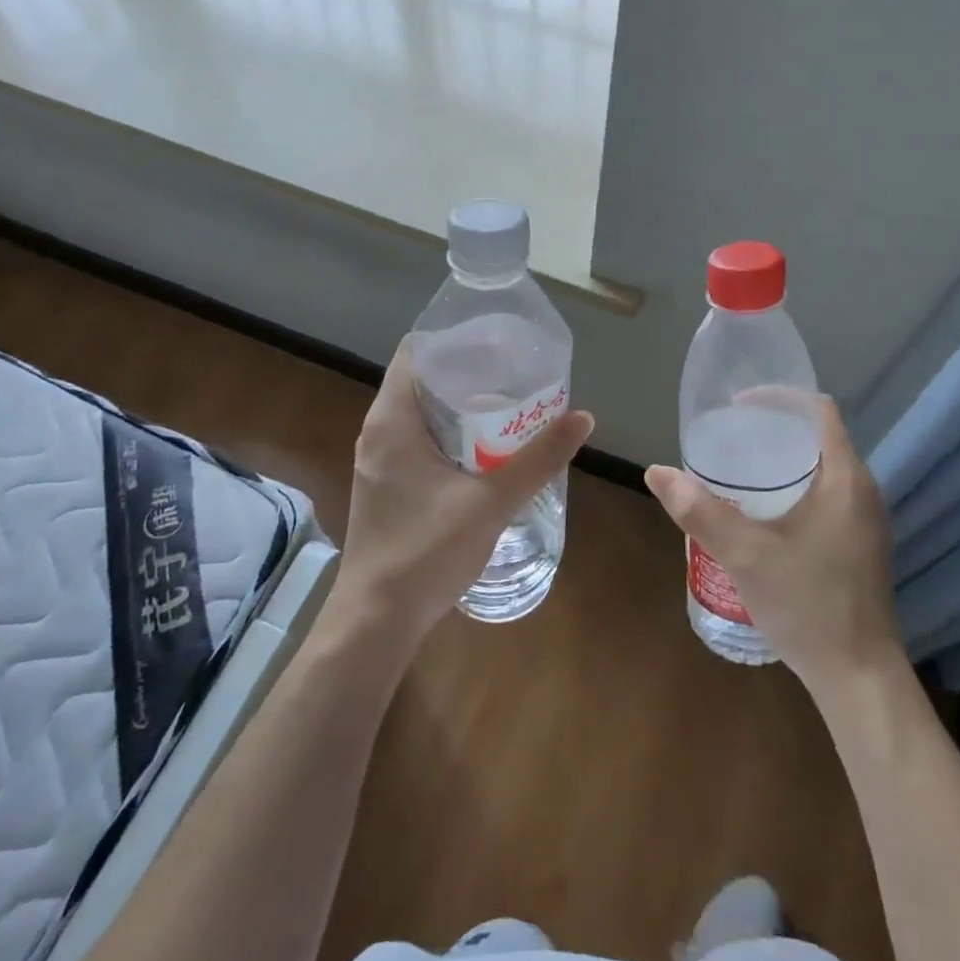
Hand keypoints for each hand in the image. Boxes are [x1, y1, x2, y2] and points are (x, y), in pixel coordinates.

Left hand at [334, 343, 593, 644]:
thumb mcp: (491, 502)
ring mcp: (379, 460)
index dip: (456, 340)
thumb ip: (538, 459)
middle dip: (469, 374)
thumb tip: (583, 418)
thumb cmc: (426, 552)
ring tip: (509, 407)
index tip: (498, 344)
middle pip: (423, 381)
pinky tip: (485, 451)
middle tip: (516, 375)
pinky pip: (418, 441)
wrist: (376, 620)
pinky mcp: (386, 485)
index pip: (416, 351)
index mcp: (392, 420)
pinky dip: (450, 435)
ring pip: (421, 414)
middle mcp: (378, 432)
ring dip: (461, 408)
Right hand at [645, 396, 899, 695]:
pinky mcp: (860, 544)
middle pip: (818, 436)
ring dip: (784, 460)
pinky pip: (827, 494)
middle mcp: (862, 491)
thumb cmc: (807, 606)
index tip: (737, 406)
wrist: (858, 677)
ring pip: (822, 468)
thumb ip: (699, 511)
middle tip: (728, 437)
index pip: (818, 410)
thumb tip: (656, 472)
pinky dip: (795, 486)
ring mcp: (865, 520)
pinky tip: (763, 511)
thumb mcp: (745, 555)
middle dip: (773, 429)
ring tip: (738, 468)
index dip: (778, 398)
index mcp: (844, 479)